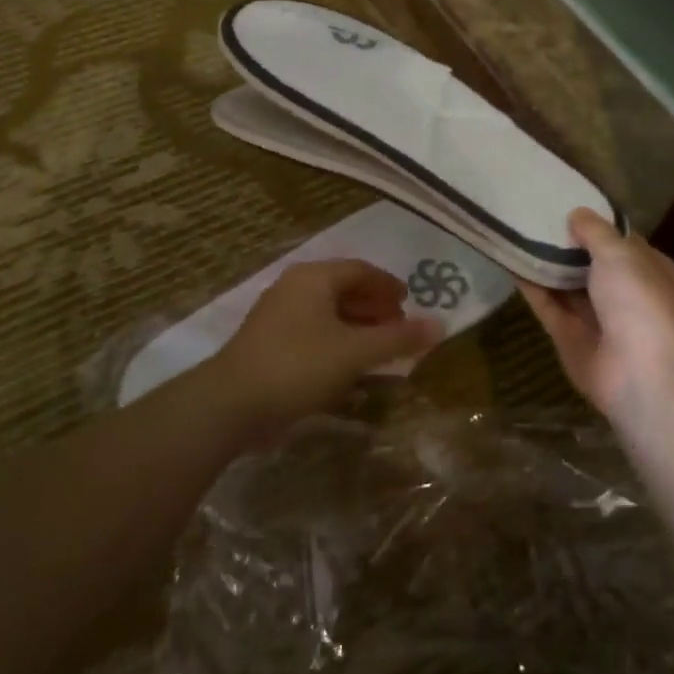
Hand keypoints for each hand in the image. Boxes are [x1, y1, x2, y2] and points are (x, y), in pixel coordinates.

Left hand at [210, 259, 441, 436]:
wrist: (232, 403)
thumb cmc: (299, 366)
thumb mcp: (356, 351)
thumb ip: (398, 338)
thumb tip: (441, 324)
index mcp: (314, 278)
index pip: (360, 270)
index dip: (388, 285)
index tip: (409, 302)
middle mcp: (294, 288)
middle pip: (343, 289)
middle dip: (374, 307)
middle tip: (398, 327)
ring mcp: (278, 316)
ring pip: (328, 314)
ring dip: (357, 328)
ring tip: (380, 350)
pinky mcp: (269, 344)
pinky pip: (313, 334)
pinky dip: (337, 344)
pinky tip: (350, 370)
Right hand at [520, 208, 673, 414]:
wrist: (641, 373)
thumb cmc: (640, 301)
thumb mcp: (620, 253)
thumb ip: (595, 232)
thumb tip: (577, 214)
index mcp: (649, 270)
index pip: (622, 243)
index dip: (598, 225)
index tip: (568, 204)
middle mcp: (625, 294)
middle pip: (591, 265)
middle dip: (567, 245)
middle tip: (533, 215)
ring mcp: (597, 319)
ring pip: (566, 286)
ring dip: (546, 264)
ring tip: (516, 233)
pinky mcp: (569, 339)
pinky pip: (547, 306)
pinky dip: (531, 287)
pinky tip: (510, 262)